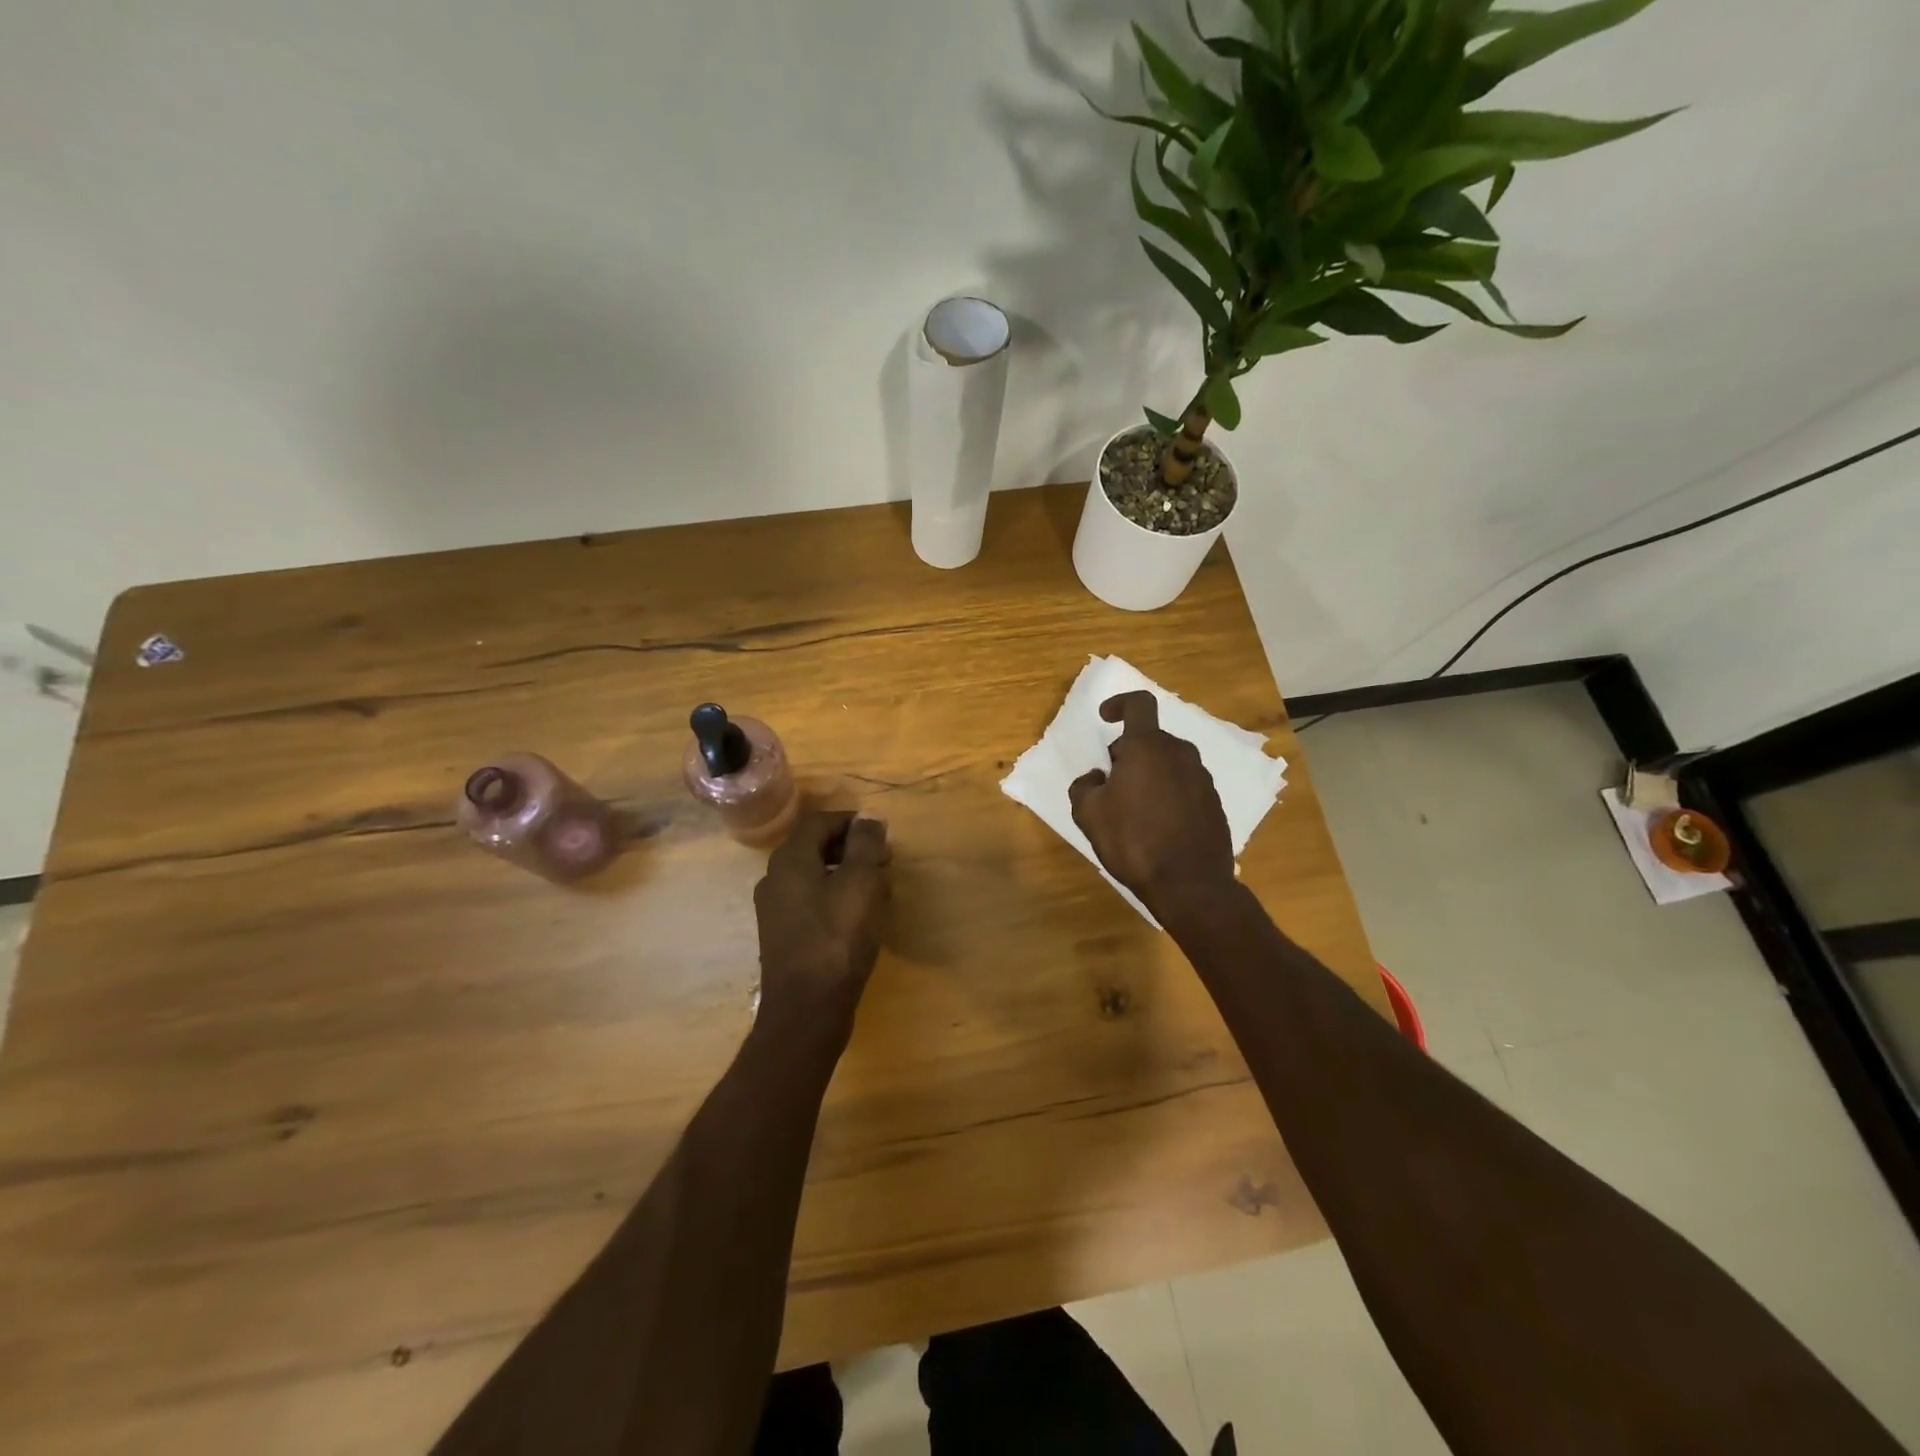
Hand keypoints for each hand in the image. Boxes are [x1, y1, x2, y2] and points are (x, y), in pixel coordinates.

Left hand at [753, 810, 890, 1030]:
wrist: (807, 1009)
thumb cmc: (837, 938)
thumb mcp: (860, 883)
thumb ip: (865, 844)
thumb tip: (869, 815)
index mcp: (789, 860)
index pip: (818, 822)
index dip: (851, 822)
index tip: (881, 833)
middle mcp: (775, 879)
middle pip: (814, 848)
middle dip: (852, 849)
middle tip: (884, 861)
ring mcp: (775, 911)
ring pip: (814, 876)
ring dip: (847, 875)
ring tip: (879, 890)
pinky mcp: (783, 937)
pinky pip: (811, 902)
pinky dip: (836, 898)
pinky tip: (860, 918)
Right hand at [1069, 691, 1234, 917]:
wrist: (1189, 884)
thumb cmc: (1133, 841)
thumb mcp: (1089, 814)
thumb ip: (1084, 786)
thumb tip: (1097, 778)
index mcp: (1148, 747)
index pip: (1138, 704)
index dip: (1119, 703)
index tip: (1105, 718)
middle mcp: (1180, 754)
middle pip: (1149, 740)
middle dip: (1127, 755)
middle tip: (1110, 788)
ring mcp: (1202, 778)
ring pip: (1167, 764)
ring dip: (1148, 777)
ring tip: (1132, 813)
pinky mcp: (1214, 803)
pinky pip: (1183, 787)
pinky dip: (1167, 796)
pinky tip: (1156, 828)